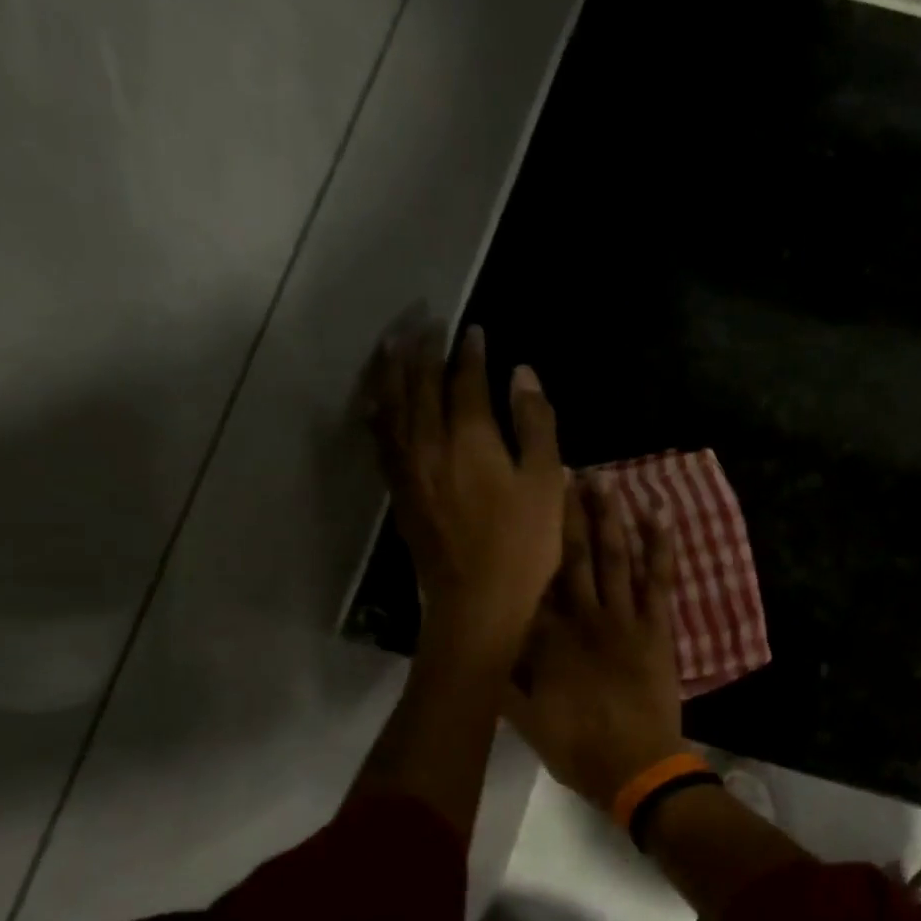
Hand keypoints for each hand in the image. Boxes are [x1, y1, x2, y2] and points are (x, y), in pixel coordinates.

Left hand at [367, 323, 564, 663]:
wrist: (477, 601)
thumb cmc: (524, 543)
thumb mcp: (545, 481)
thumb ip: (534, 423)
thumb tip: (522, 373)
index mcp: (470, 437)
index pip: (465, 380)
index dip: (469, 352)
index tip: (473, 330)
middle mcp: (429, 442)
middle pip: (418, 383)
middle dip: (421, 347)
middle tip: (424, 319)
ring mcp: (408, 467)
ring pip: (391, 404)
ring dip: (391, 369)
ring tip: (391, 342)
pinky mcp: (399, 490)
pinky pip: (379, 438)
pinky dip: (376, 410)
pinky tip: (375, 400)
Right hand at [505, 477, 683, 809]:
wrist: (635, 765)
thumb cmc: (577, 746)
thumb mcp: (525, 718)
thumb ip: (503, 681)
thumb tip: (483, 648)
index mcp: (548, 637)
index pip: (535, 579)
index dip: (532, 539)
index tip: (528, 504)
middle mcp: (583, 616)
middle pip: (574, 555)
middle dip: (571, 513)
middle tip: (570, 472)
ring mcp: (623, 617)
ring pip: (614, 557)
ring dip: (609, 517)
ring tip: (605, 481)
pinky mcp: (657, 626)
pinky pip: (659, 579)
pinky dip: (660, 546)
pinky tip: (658, 515)